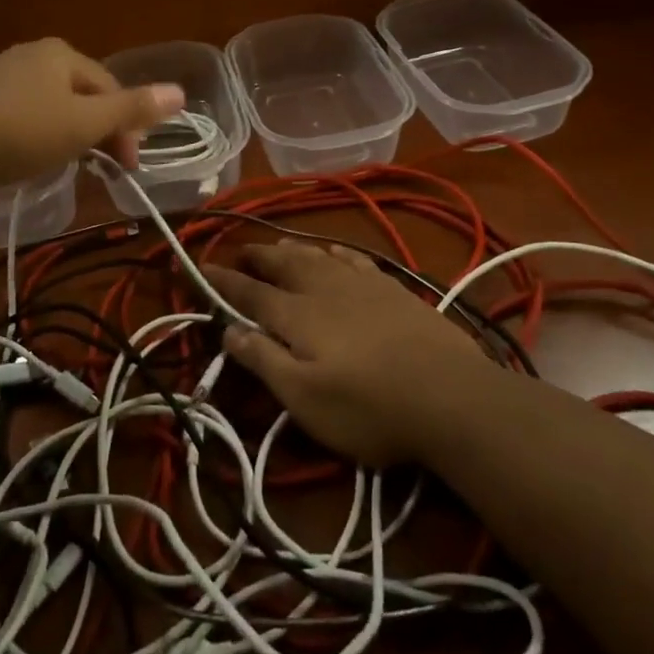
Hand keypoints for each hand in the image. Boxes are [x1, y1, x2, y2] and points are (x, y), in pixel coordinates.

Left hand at [0, 38, 184, 187]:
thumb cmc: (21, 130)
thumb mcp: (84, 123)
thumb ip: (132, 109)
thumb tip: (181, 91)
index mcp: (61, 54)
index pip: (110, 88)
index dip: (127, 128)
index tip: (128, 168)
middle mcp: (30, 55)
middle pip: (80, 95)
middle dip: (97, 131)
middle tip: (102, 170)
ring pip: (49, 106)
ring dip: (67, 135)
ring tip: (65, 166)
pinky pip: (19, 115)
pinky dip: (34, 136)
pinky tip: (25, 158)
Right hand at [202, 241, 492, 467]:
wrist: (451, 396)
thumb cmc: (369, 407)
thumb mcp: (305, 399)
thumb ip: (264, 360)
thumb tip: (228, 330)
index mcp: (297, 315)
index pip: (249, 293)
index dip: (223, 281)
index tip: (201, 268)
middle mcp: (324, 289)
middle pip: (282, 264)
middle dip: (256, 257)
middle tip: (239, 252)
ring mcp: (362, 285)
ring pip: (317, 255)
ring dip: (291, 249)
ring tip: (277, 246)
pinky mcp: (394, 289)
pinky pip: (354, 258)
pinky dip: (335, 251)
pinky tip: (334, 251)